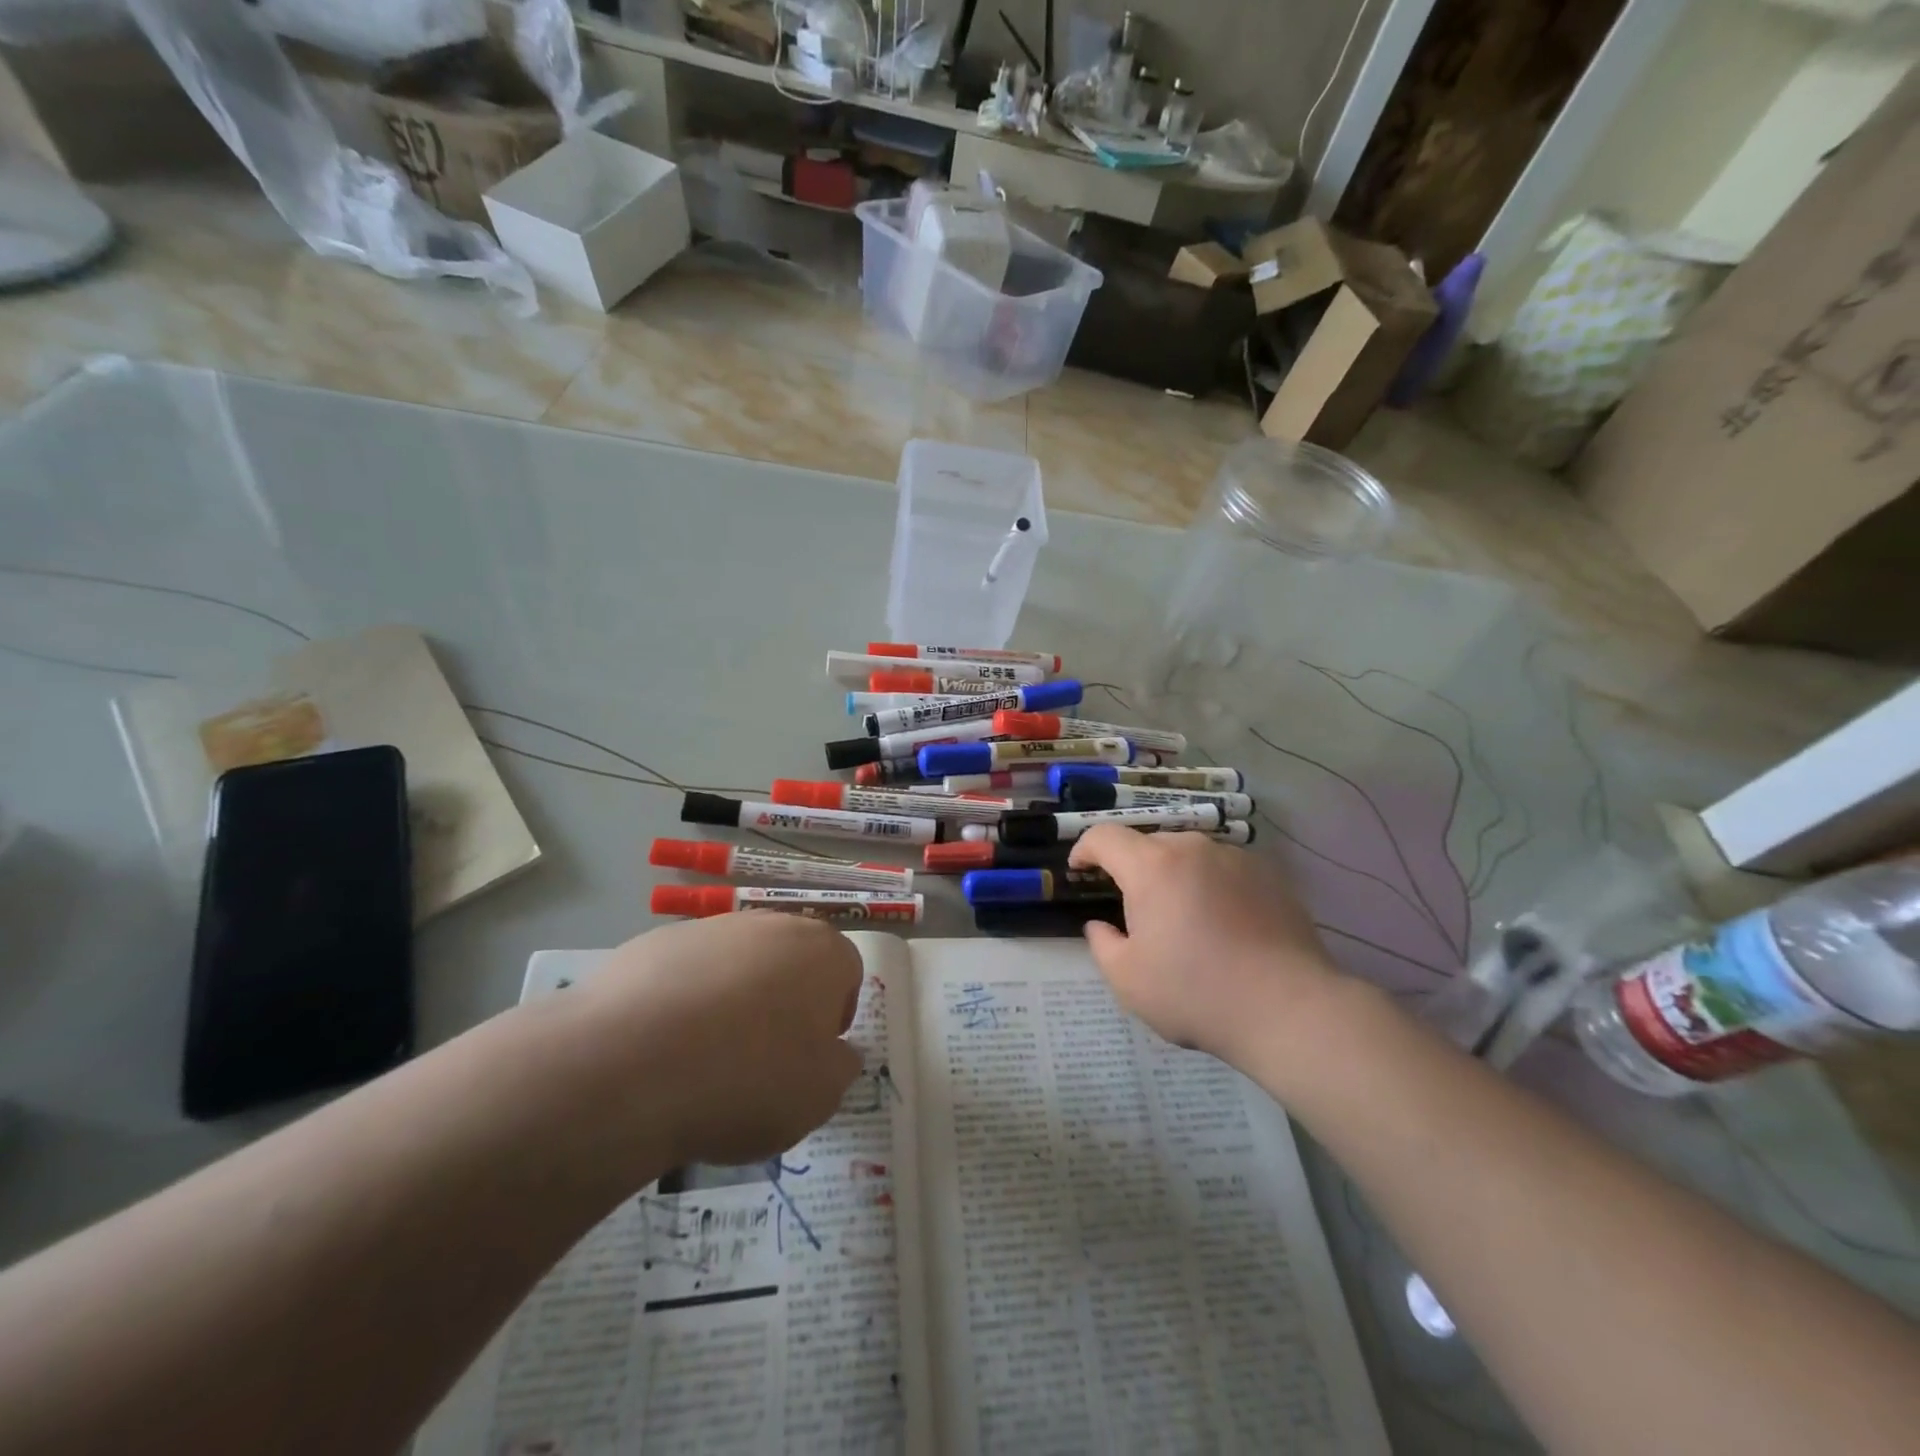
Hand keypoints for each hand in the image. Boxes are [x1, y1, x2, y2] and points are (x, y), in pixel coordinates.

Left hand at [561, 913, 864, 1169]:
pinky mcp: (654, 942)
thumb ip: (840, 1067)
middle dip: (784, 1001)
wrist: (630, 1063)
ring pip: (737, 963)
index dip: (833, 1017)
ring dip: (733, 999)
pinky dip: (682, 1001)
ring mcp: (710, 928)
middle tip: (762, 1056)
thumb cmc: (747, 1079)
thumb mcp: (819, 1096)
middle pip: (791, 960)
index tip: (809, 1056)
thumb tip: (837, 1052)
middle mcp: (771, 925)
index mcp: (822, 951)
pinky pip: (685, 973)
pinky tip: (661, 1046)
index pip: (847, 973)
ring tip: (704, 1057)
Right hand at [1069, 827, 1341, 1068]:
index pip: (1104, 836)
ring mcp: (1236, 858)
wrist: (1289, 1009)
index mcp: (1152, 866)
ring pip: (1189, 856)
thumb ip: (1102, 944)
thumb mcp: (1127, 980)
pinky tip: (1222, 924)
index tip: (1079, 870)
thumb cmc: (1196, 993)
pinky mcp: (1270, 875)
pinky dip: (1211, 886)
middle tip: (1134, 911)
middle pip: (1148, 845)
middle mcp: (1193, 849)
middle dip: (1132, 869)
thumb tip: (1100, 925)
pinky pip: (1224, 870)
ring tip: (1182, 919)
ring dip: (1174, 877)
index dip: (1085, 849)